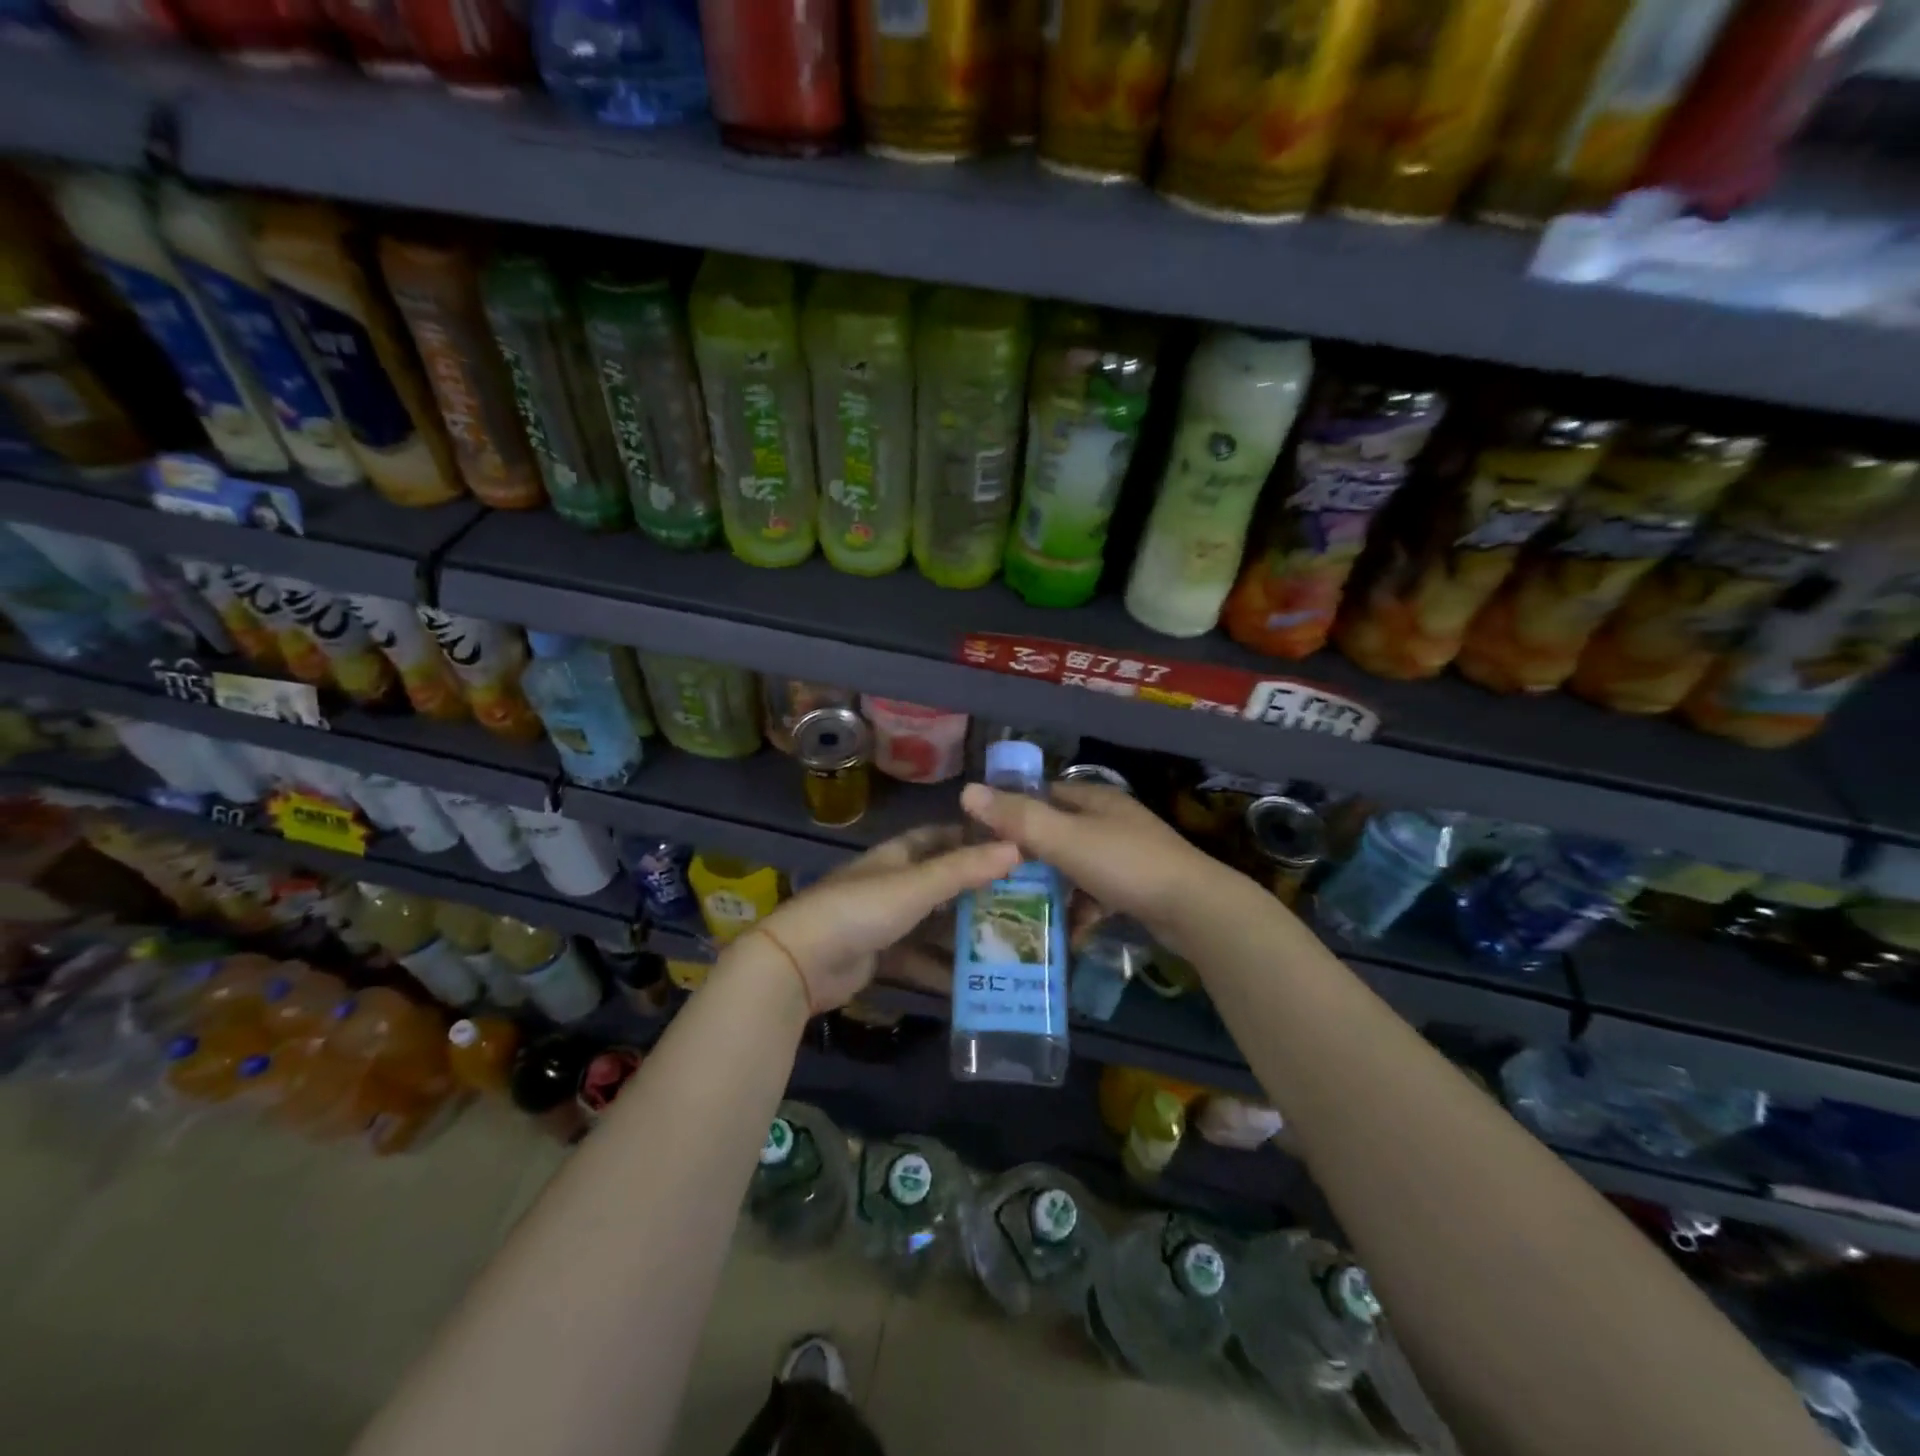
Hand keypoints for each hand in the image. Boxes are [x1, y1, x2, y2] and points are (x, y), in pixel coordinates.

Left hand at [742, 825, 1019, 1013]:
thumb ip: (964, 869)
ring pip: (932, 925)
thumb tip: (1017, 847)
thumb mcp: (916, 887)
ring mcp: (883, 922)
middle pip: (940, 884)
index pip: (938, 837)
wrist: (801, 962)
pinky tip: (973, 985)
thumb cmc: (860, 910)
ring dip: (962, 935)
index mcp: (896, 857)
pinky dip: (941, 970)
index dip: (970, 839)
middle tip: (1021, 904)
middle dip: (975, 893)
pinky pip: (918, 959)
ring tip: (1008, 947)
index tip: (1010, 848)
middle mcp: (891, 884)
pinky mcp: (878, 957)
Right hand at [959, 781, 1232, 943]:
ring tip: (1025, 914)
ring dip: (1054, 890)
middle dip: (1030, 859)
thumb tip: (967, 791)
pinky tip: (1066, 934)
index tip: (985, 840)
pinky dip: (1080, 911)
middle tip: (999, 884)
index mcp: (1094, 799)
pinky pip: (1096, 895)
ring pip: (1075, 867)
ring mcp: (1127, 854)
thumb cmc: (1125, 864)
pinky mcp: (1138, 887)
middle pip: (1058, 834)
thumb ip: (1017, 818)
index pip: (1044, 795)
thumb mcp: (1064, 839)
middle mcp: (1110, 820)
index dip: (1013, 814)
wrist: (1194, 909)